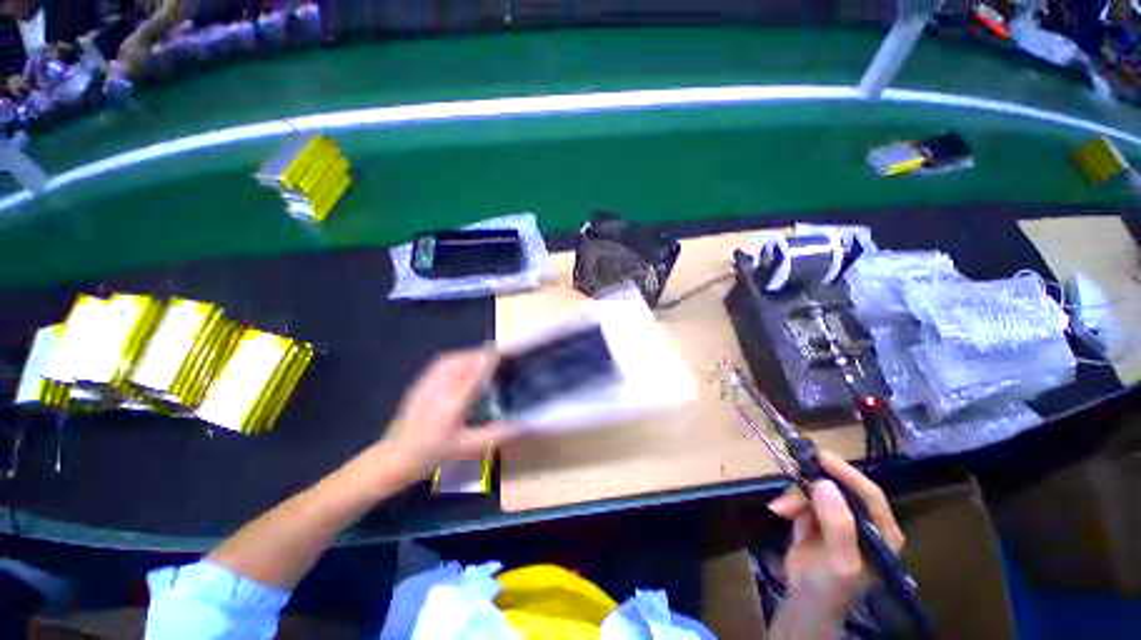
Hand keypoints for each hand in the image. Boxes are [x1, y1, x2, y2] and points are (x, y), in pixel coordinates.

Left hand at [382, 348, 512, 479]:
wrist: (394, 457)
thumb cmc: (433, 454)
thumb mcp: (468, 448)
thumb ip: (495, 434)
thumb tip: (519, 424)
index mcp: (453, 402)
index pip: (476, 373)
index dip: (490, 359)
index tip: (504, 351)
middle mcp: (440, 388)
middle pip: (464, 361)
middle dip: (482, 354)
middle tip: (498, 355)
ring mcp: (427, 384)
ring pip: (452, 359)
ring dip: (470, 354)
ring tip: (484, 357)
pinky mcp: (420, 384)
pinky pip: (441, 363)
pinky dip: (457, 358)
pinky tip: (463, 363)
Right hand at [767, 451, 904, 619]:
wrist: (805, 600)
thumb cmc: (831, 586)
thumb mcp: (839, 561)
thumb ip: (838, 524)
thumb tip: (823, 482)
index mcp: (881, 532)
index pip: (870, 495)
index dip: (847, 474)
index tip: (821, 457)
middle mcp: (862, 519)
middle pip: (840, 487)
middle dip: (813, 483)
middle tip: (793, 471)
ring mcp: (837, 516)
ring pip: (816, 490)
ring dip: (795, 495)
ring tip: (780, 509)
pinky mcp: (815, 515)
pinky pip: (801, 497)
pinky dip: (788, 501)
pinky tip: (779, 511)